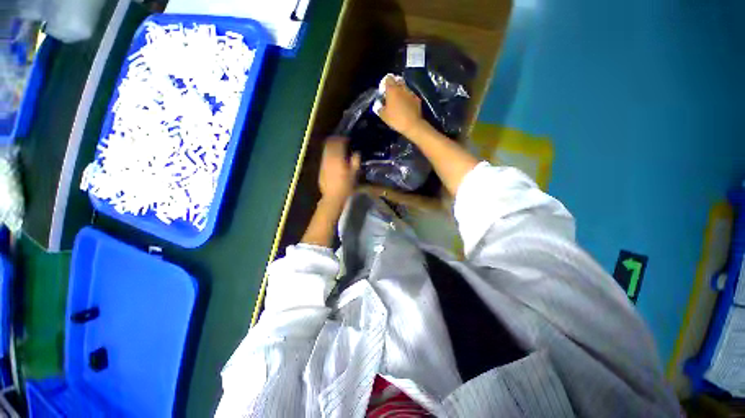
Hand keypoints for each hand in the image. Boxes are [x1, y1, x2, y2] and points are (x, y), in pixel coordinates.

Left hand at [319, 136, 360, 205]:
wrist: (333, 196)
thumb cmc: (346, 186)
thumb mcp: (354, 174)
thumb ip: (355, 161)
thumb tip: (356, 153)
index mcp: (338, 159)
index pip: (339, 144)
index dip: (342, 139)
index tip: (347, 138)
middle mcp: (329, 158)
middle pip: (330, 144)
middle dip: (335, 140)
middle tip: (340, 140)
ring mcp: (323, 163)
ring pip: (326, 149)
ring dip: (331, 146)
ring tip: (336, 146)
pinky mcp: (321, 168)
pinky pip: (324, 156)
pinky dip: (328, 153)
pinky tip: (332, 157)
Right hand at [378, 75, 424, 136]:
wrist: (413, 125)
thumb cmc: (396, 119)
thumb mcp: (383, 116)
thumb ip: (380, 108)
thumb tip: (379, 105)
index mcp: (392, 90)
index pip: (388, 78)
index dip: (385, 83)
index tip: (384, 91)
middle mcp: (402, 88)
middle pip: (397, 81)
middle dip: (394, 86)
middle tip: (391, 96)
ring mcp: (410, 93)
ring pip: (405, 88)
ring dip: (401, 92)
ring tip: (399, 102)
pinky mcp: (417, 99)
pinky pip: (410, 96)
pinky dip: (408, 99)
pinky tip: (406, 106)